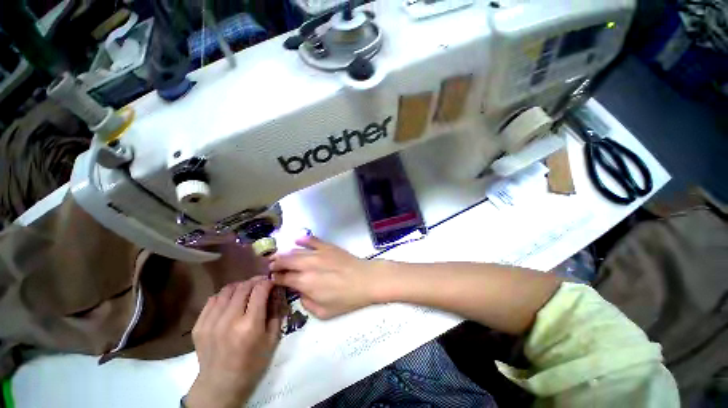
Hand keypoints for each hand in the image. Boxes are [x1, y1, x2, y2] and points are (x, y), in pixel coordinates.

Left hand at [186, 277, 285, 407]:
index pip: (260, 289)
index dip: (268, 282)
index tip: (272, 282)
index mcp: (250, 325)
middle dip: (256, 281)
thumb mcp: (273, 339)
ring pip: (227, 290)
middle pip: (244, 287)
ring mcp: (211, 323)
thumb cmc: (252, 363)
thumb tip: (276, 291)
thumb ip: (276, 312)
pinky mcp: (199, 326)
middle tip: (262, 284)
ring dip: (240, 286)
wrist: (220, 385)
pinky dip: (225, 295)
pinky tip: (231, 301)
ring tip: (247, 291)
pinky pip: (213, 300)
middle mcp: (229, 320)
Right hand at [269, 236, 381, 318]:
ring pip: (295, 250)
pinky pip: (312, 240)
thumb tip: (300, 292)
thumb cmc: (346, 299)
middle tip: (271, 266)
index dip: (275, 278)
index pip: (283, 278)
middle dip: (276, 263)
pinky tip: (297, 239)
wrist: (365, 280)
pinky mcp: (328, 246)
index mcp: (305, 282)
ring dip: (284, 253)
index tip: (271, 279)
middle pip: (286, 261)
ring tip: (278, 255)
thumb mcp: (323, 312)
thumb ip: (306, 303)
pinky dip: (303, 239)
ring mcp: (318, 253)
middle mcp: (308, 265)